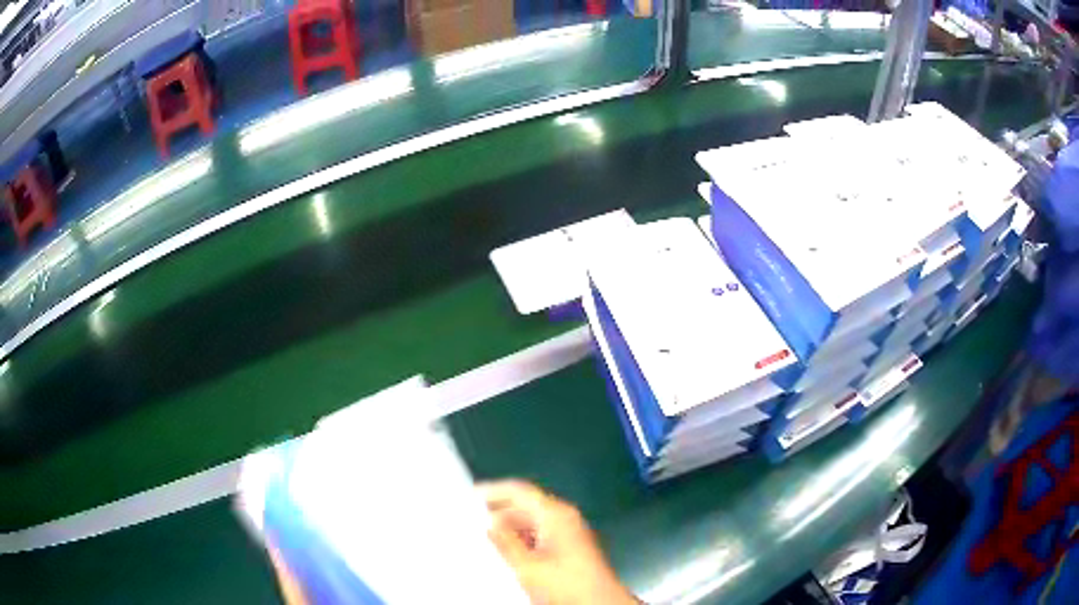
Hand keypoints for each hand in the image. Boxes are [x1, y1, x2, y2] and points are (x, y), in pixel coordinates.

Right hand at [480, 480, 637, 604]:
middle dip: (499, 512)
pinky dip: (523, 539)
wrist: (599, 603)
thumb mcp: (527, 565)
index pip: (520, 490)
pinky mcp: (571, 547)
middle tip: (473, 520)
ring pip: (533, 521)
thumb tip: (489, 523)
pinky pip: (541, 534)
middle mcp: (565, 517)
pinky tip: (508, 553)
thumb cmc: (566, 583)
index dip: (494, 490)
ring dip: (510, 528)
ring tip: (486, 538)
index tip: (471, 494)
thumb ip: (505, 541)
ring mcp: (570, 532)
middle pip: (527, 505)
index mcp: (556, 514)